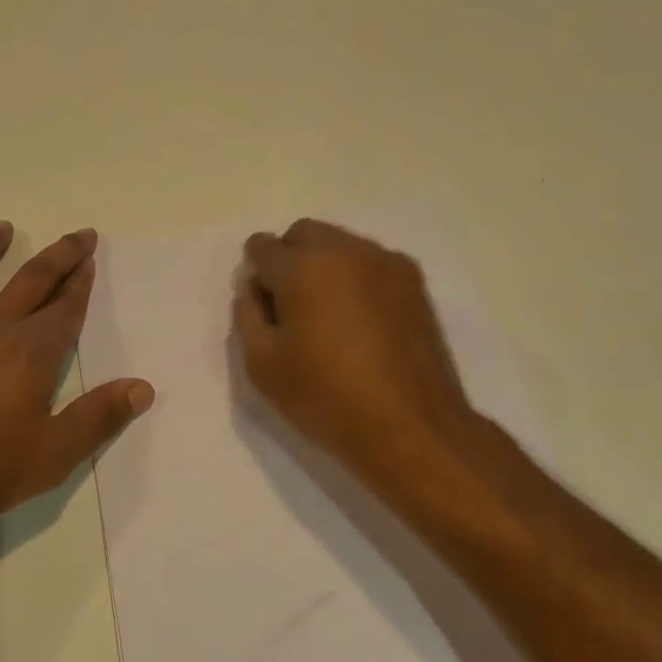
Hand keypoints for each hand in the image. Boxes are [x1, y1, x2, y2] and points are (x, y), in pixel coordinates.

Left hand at [0, 223, 154, 540]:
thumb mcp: (52, 454)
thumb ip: (98, 418)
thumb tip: (143, 387)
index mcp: (30, 352)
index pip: (65, 308)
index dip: (81, 282)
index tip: (91, 256)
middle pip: (30, 281)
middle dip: (58, 256)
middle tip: (78, 234)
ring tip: (2, 226)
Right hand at [234, 219, 478, 493]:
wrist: (410, 427)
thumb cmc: (326, 397)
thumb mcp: (262, 365)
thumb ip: (247, 314)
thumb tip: (253, 287)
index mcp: (302, 266)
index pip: (261, 246)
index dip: (256, 275)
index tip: (265, 309)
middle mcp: (345, 249)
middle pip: (303, 233)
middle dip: (290, 259)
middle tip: (293, 308)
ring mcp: (385, 261)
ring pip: (340, 245)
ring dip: (325, 266)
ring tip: (331, 317)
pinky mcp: (414, 281)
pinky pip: (371, 263)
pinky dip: (356, 278)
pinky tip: (362, 322)